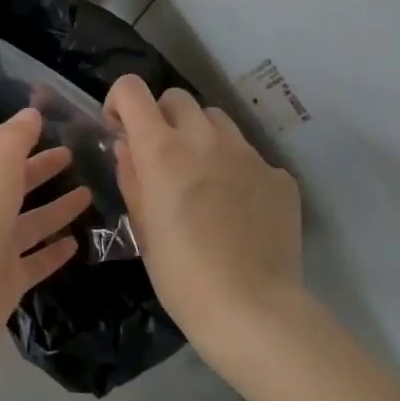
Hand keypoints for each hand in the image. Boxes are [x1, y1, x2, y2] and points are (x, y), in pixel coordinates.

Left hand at [0, 109, 88, 369]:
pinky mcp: (9, 281)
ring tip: (89, 196)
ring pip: (32, 222)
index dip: (28, 139)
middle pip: (18, 185)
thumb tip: (31, 113)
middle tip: (76, 158)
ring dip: (57, 209)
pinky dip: (54, 251)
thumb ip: (15, 137)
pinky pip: (37, 261)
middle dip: (44, 170)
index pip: (4, 152)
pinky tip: (77, 244)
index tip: (59, 128)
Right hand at [105, 75, 302, 364]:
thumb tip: (128, 146)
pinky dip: (236, 169)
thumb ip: (131, 176)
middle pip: (177, 97)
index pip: (132, 89)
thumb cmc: (181, 275)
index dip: (120, 102)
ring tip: (203, 177)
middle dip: (162, 118)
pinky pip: (249, 155)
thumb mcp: (142, 226)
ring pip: (216, 119)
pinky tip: (238, 208)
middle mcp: (204, 138)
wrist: (254, 311)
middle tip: (162, 156)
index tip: (121, 130)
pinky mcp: (279, 175)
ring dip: (200, 136)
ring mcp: (247, 154)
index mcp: (162, 149)